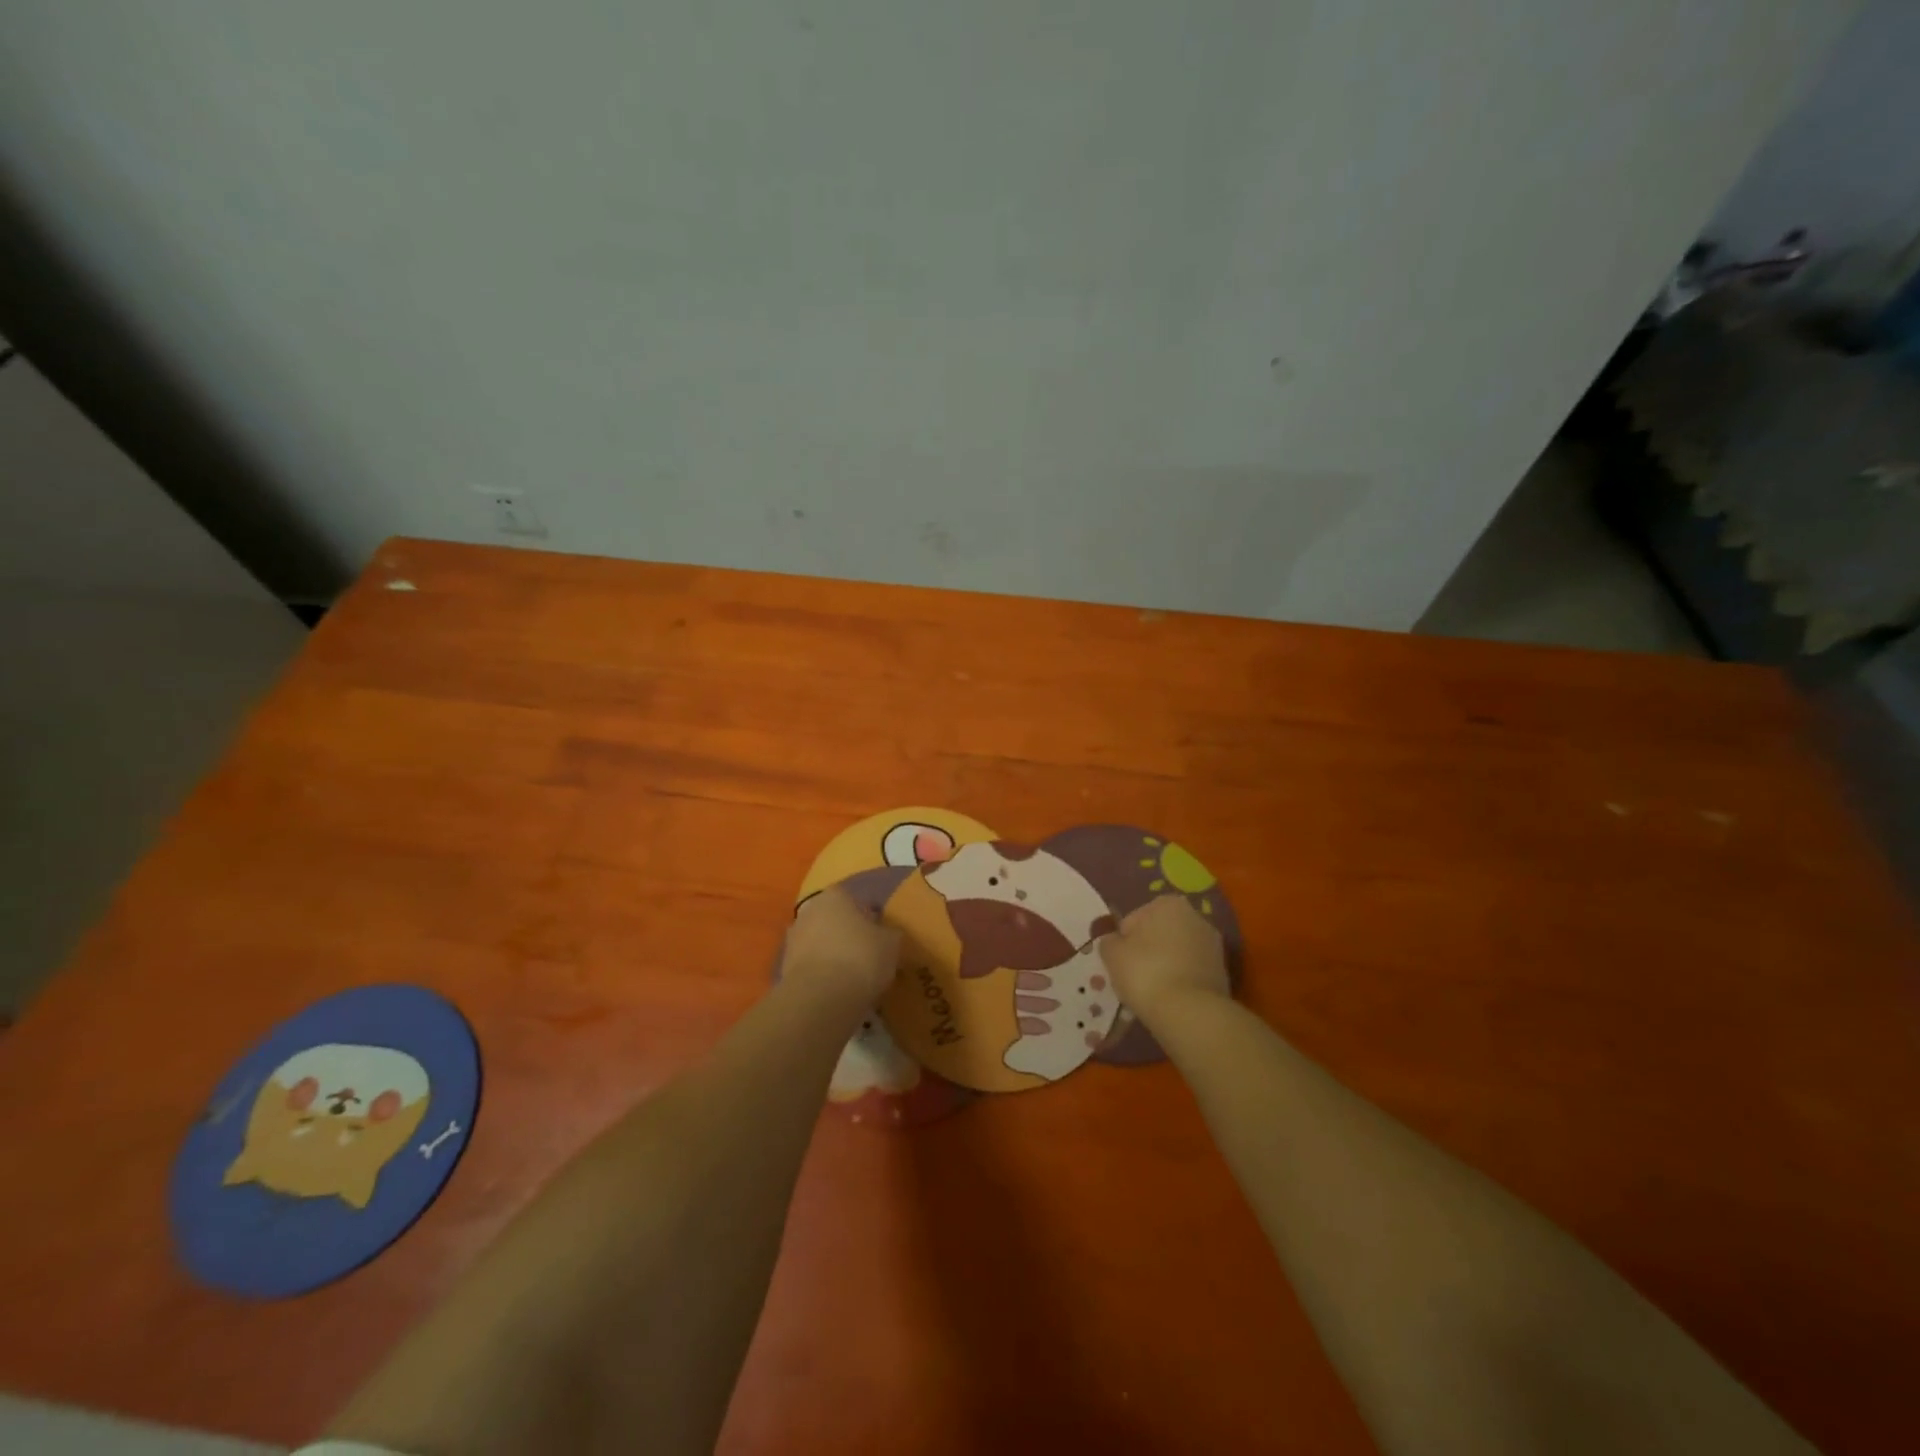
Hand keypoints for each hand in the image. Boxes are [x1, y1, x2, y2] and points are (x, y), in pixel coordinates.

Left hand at [781, 888, 901, 1003]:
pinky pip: (811, 965)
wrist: (821, 998)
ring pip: (821, 943)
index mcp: (836, 895)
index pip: (860, 902)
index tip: (883, 940)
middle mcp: (810, 909)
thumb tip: (887, 935)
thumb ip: (890, 934)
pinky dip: (822, 973)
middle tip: (869, 956)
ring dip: (834, 954)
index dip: (874, 921)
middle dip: (849, 935)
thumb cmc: (861, 958)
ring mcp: (793, 938)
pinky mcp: (784, 966)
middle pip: (836, 921)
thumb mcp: (892, 943)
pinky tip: (837, 989)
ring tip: (853, 977)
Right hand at [1100, 894, 1229, 1027]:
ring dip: (1165, 966)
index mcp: (1168, 903)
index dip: (1123, 941)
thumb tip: (1114, 942)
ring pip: (1177, 953)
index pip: (1134, 919)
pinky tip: (1171, 999)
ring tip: (1153, 992)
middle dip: (1148, 950)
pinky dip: (1181, 981)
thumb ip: (1109, 941)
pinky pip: (1191, 972)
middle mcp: (1196, 916)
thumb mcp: (1112, 953)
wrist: (1189, 1013)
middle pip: (1159, 933)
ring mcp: (1213, 945)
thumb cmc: (1145, 972)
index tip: (1121, 962)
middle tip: (1134, 977)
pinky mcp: (1223, 973)